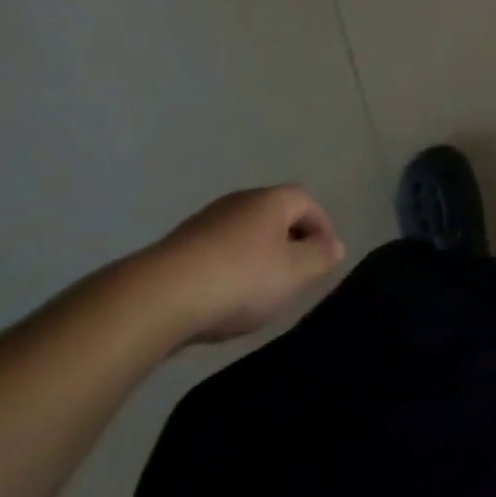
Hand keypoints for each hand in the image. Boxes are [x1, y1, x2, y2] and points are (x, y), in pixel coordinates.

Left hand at [138, 186, 345, 344]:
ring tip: (260, 292)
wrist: (160, 296)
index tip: (324, 259)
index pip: (307, 202)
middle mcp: (241, 199)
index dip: (321, 227)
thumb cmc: (239, 279)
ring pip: (244, 233)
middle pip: (275, 214)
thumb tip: (335, 245)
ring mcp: (207, 220)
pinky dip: (229, 268)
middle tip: (295, 276)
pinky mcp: (180, 245)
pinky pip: (218, 251)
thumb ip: (320, 258)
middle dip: (289, 241)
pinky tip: (224, 297)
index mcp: (271, 199)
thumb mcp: (293, 273)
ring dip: (257, 255)